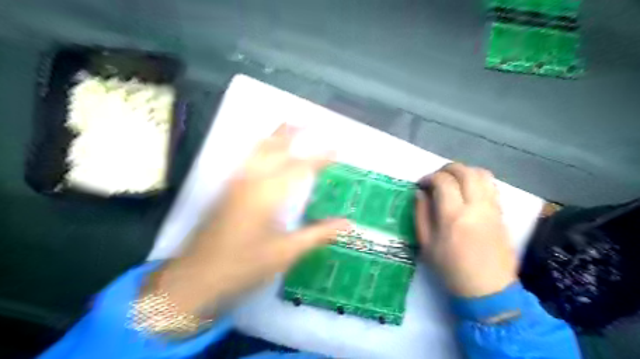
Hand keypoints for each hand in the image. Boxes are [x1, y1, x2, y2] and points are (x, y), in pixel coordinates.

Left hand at [153, 125, 352, 315]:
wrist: (195, 277)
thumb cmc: (244, 265)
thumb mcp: (285, 252)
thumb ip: (318, 234)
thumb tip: (347, 224)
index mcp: (268, 194)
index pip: (300, 168)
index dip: (320, 157)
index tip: (336, 147)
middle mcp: (250, 181)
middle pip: (273, 148)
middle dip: (292, 132)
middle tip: (309, 122)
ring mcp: (235, 183)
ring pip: (256, 150)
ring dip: (275, 136)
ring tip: (288, 126)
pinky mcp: (226, 190)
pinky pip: (246, 159)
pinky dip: (260, 148)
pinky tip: (264, 151)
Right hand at [418, 162, 515, 297]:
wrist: (488, 289)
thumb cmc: (451, 269)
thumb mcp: (426, 244)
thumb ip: (421, 214)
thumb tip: (420, 193)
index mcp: (453, 216)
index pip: (443, 181)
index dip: (430, 177)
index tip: (422, 184)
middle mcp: (476, 207)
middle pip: (465, 172)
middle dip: (447, 169)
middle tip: (436, 178)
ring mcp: (492, 209)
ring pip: (482, 174)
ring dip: (464, 171)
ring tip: (453, 181)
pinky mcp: (501, 213)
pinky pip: (491, 186)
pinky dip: (477, 180)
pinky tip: (468, 190)